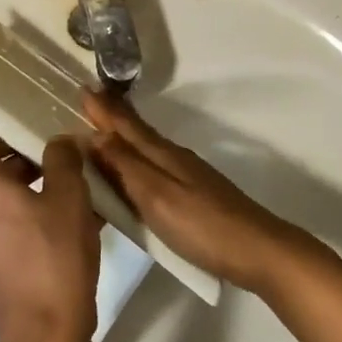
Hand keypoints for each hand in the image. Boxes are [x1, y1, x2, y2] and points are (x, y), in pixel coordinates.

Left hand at [0, 129, 100, 341]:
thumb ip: (63, 157)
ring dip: (29, 189)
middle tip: (64, 166)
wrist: (45, 334)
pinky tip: (64, 225)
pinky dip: (24, 215)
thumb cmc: (55, 256)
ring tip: (71, 195)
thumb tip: (58, 142)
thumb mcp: (69, 196)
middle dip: (25, 161)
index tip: (40, 139)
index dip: (7, 131)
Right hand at [82, 92, 316, 295]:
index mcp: (162, 154)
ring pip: (146, 149)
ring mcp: (187, 176)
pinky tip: (134, 173)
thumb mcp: (156, 196)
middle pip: (136, 133)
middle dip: (111, 118)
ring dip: (123, 139)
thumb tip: (93, 135)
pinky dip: (136, 162)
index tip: (83, 89)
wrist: (258, 251)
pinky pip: (155, 168)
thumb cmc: (202, 225)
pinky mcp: (195, 195)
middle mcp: (173, 157)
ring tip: (101, 135)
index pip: (125, 125)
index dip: (104, 110)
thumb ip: (125, 166)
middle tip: (87, 104)